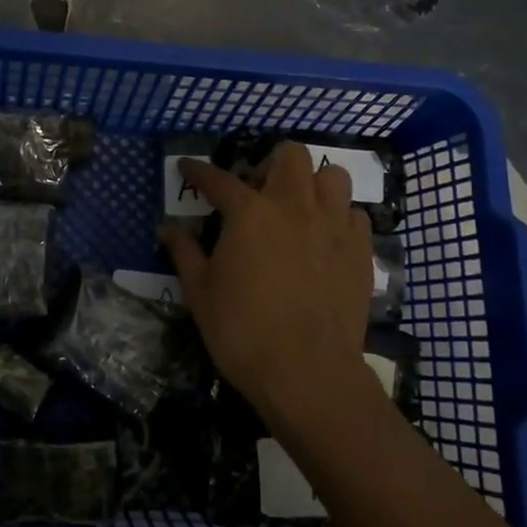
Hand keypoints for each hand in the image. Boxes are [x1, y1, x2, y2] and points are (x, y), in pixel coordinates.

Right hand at [159, 142, 377, 433]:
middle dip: (269, 163)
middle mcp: (294, 206)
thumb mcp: (200, 292)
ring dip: (312, 183)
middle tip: (257, 192)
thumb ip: (184, 253)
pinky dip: (339, 216)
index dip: (199, 171)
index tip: (188, 167)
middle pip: (290, 155)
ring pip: (333, 176)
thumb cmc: (242, 331)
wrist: (306, 372)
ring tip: (298, 208)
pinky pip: (355, 213)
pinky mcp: (360, 251)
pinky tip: (325, 238)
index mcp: (249, 213)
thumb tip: (166, 229)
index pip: (218, 179)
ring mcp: (333, 225)